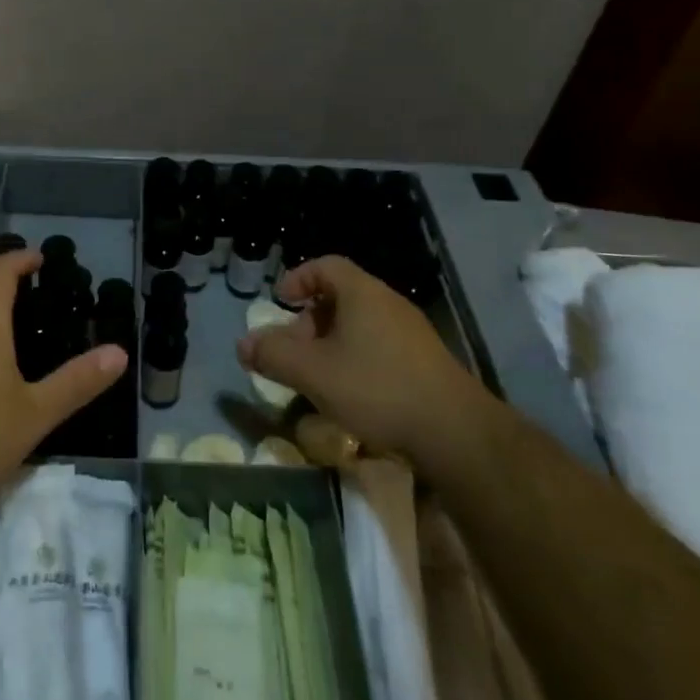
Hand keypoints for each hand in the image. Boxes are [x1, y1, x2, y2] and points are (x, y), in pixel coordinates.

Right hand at [237, 254, 486, 460]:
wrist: (456, 433)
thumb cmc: (376, 389)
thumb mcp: (313, 373)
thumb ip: (274, 355)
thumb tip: (243, 344)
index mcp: (363, 293)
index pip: (326, 265)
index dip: (298, 278)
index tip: (279, 301)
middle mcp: (389, 303)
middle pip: (341, 296)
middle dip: (309, 319)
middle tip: (293, 349)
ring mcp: (412, 333)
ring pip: (360, 324)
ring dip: (332, 343)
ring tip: (317, 376)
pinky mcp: (426, 362)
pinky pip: (380, 346)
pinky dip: (356, 358)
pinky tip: (351, 394)